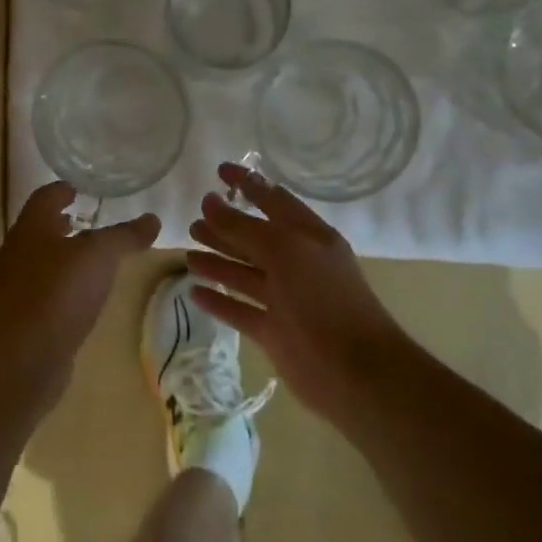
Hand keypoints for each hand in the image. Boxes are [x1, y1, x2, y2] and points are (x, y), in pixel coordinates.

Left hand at [0, 182, 159, 412]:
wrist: (25, 355)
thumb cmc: (61, 292)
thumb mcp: (101, 256)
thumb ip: (125, 236)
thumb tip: (152, 218)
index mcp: (31, 228)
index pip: (44, 197)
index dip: (61, 190)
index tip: (77, 188)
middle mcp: (16, 251)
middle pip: (37, 228)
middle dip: (59, 223)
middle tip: (83, 220)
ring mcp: (12, 286)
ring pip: (37, 259)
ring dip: (58, 254)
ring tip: (85, 259)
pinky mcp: (17, 316)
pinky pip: (39, 289)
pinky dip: (57, 283)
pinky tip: (76, 295)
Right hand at [187, 162, 410, 426]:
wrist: (354, 371)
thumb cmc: (323, 299)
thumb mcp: (285, 251)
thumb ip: (244, 227)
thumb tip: (209, 202)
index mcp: (309, 237)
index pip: (274, 200)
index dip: (248, 184)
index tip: (219, 171)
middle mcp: (297, 263)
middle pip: (255, 238)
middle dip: (226, 226)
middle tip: (194, 218)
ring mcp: (285, 299)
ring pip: (245, 274)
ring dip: (218, 261)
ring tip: (188, 251)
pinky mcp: (274, 331)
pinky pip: (240, 309)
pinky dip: (219, 300)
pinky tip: (194, 291)